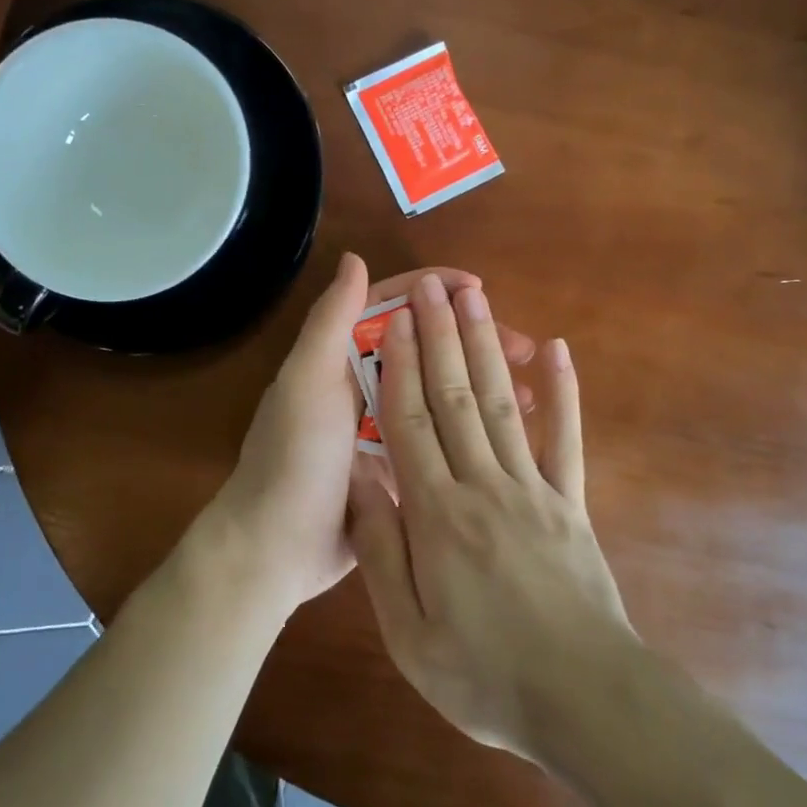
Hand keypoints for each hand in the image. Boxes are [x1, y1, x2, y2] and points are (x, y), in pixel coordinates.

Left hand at [205, 256, 535, 618]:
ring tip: (531, 389)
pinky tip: (514, 431)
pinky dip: (475, 428)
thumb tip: (356, 258)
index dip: (433, 291)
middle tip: (522, 346)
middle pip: (424, 347)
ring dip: (481, 383)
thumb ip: (331, 321)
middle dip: (472, 339)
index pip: (392, 306)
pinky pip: (442, 435)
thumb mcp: (308, 382)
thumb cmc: (293, 456)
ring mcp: (383, 427)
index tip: (479, 291)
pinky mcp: (399, 466)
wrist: (276, 548)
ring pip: (440, 391)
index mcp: (339, 356)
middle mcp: (363, 384)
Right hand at [347, 274, 634, 760]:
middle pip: (454, 397)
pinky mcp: (572, 503)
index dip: (400, 366)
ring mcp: (533, 488)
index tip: (393, 319)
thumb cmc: (485, 675)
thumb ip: (379, 549)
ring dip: (487, 346)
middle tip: (430, 285)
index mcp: (436, 514)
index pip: (409, 423)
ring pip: (501, 403)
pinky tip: (554, 349)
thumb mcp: (408, 631)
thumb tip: (356, 480)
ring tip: (475, 298)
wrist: (585, 702)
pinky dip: (561, 391)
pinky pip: (565, 438)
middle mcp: (482, 485)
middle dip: (440, 336)